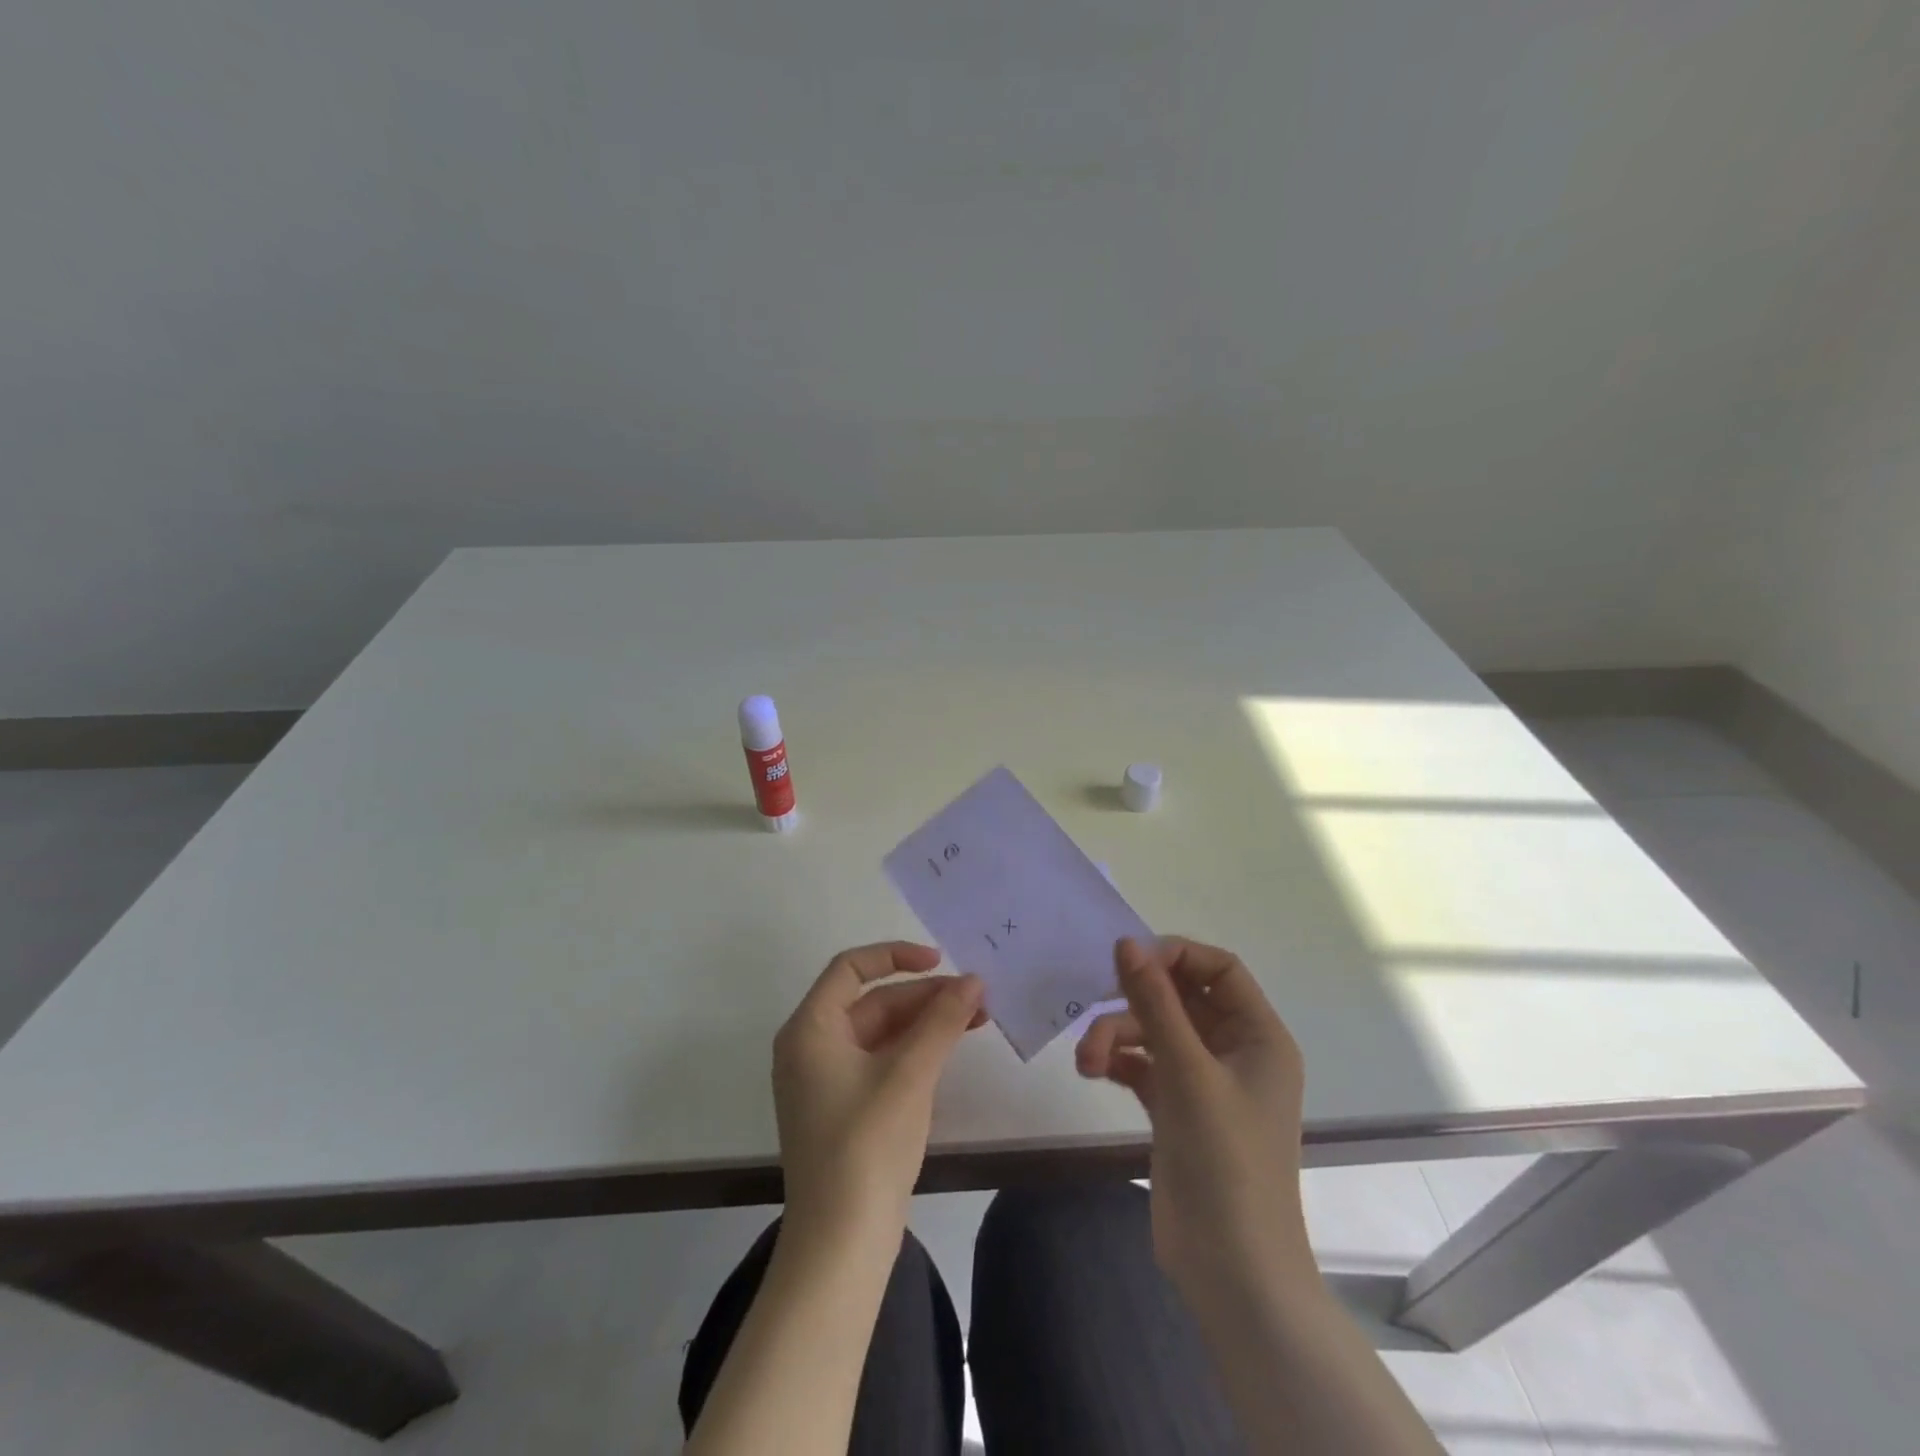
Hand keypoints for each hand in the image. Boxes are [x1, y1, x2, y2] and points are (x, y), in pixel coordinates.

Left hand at [773, 942, 984, 1240]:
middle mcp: (810, 1047)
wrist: (841, 1245)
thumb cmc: (867, 1145)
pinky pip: (879, 1060)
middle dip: (924, 996)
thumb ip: (942, 1020)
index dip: (896, 955)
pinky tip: (949, 1050)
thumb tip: (974, 980)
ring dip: (925, 1022)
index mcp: (810, 1029)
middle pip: (871, 1001)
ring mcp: (824, 1080)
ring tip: (976, 1020)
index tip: (941, 961)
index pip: (850, 968)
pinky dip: (913, 1050)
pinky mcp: (842, 1108)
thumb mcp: (909, 1074)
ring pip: (879, 1032)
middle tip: (976, 998)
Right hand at [1076, 936, 1311, 1306]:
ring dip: (1117, 1036)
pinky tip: (1094, 1069)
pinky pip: (1144, 1064)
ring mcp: (1204, 1081)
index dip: (1176, 955)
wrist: (1231, 1270)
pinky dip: (1119, 1060)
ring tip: (1086, 1061)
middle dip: (1135, 1002)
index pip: (1219, 968)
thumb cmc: (1226, 1160)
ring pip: (1155, 1032)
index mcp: (1258, 1035)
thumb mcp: (1188, 1072)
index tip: (1130, 960)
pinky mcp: (1176, 1109)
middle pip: (1180, 998)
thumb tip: (1126, 942)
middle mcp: (1235, 1050)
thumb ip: (1155, 1003)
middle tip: (1095, 1005)